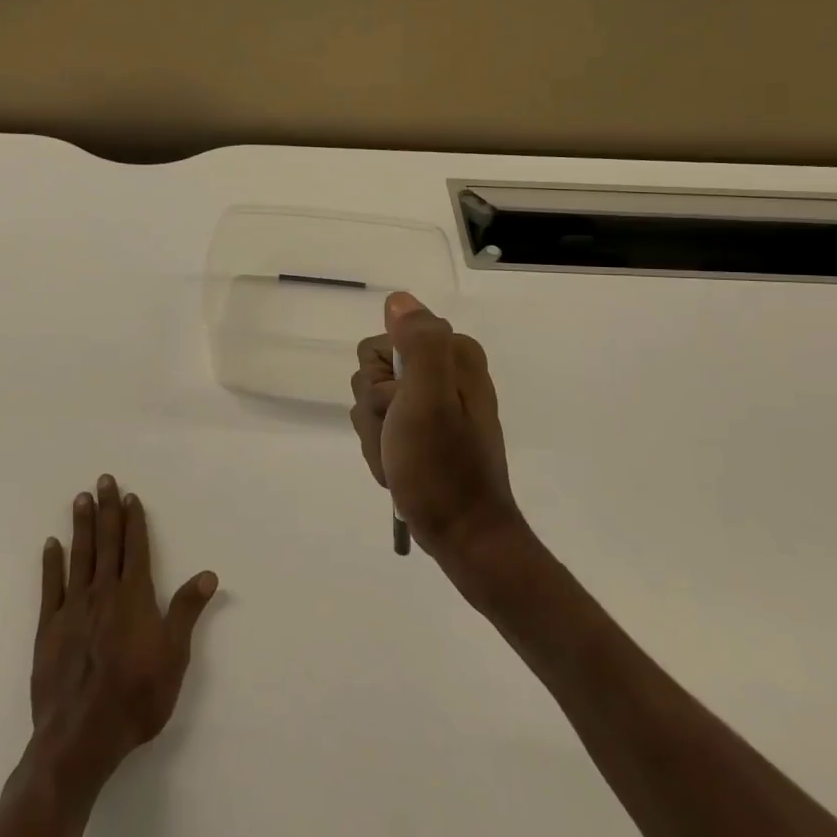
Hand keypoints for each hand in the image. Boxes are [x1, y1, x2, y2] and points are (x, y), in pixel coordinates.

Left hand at [30, 476, 218, 787]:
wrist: (81, 737)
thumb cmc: (136, 698)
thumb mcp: (174, 657)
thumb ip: (186, 611)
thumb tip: (208, 574)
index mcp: (134, 597)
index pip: (135, 548)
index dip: (134, 521)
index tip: (130, 496)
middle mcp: (103, 593)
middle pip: (106, 543)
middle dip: (106, 510)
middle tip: (102, 480)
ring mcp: (73, 608)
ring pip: (79, 557)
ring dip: (81, 526)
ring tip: (80, 499)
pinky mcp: (48, 628)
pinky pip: (50, 587)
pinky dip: (51, 563)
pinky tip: (51, 544)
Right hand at [349, 292, 523, 563]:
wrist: (464, 535)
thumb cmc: (442, 469)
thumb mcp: (428, 401)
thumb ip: (418, 345)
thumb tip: (399, 301)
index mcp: (453, 355)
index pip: (376, 346)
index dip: (378, 384)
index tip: (400, 412)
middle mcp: (445, 370)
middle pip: (372, 374)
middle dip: (375, 412)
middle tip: (401, 439)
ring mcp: (435, 401)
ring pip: (372, 402)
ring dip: (377, 435)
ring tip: (401, 459)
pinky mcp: (427, 427)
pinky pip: (381, 425)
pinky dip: (382, 449)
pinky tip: (399, 468)